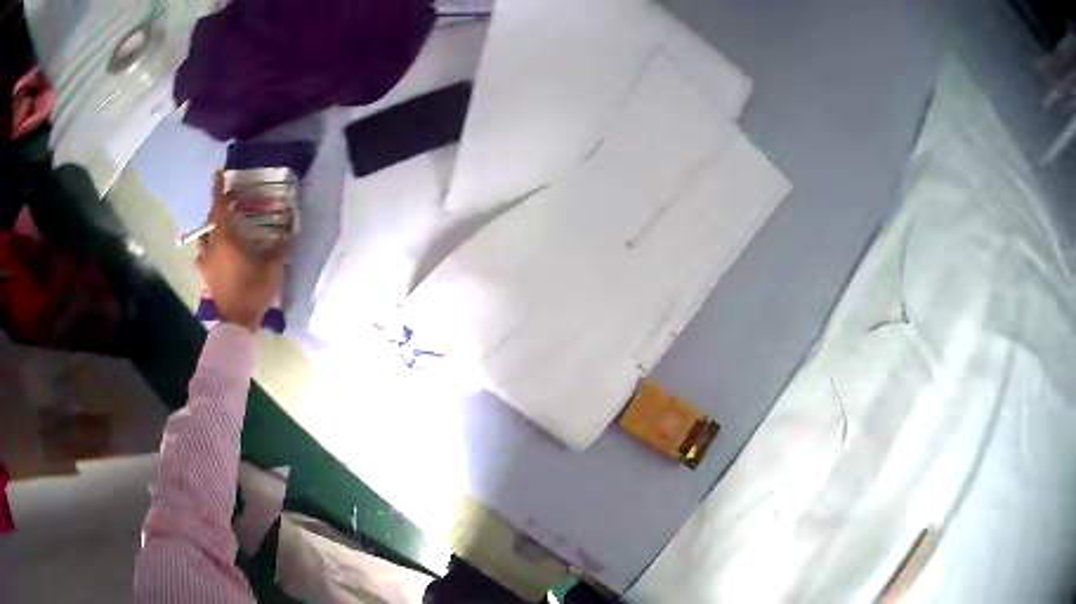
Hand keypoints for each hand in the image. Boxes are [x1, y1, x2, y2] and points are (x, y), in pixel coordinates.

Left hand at [197, 172, 286, 332]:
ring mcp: (207, 263)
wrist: (238, 322)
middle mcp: (212, 247)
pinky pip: (203, 258)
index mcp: (225, 239)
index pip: (218, 207)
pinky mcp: (207, 277)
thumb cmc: (254, 289)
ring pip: (204, 239)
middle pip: (210, 221)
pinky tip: (215, 255)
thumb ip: (280, 246)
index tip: (218, 173)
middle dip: (218, 209)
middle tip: (231, 203)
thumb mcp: (273, 266)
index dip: (218, 189)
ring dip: (211, 230)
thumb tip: (290, 231)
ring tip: (221, 229)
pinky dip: (208, 251)